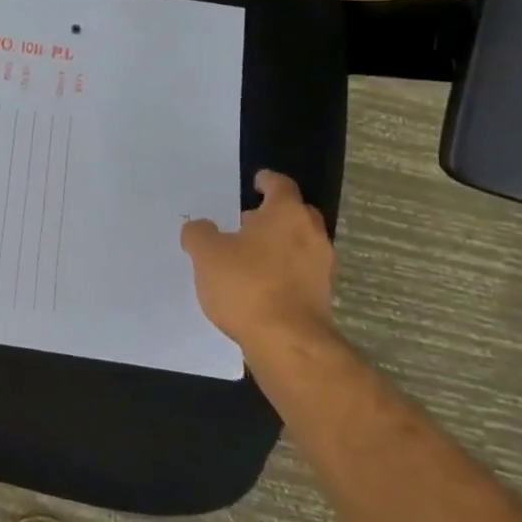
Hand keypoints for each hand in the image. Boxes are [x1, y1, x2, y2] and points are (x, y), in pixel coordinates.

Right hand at [181, 170, 335, 354]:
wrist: (287, 340)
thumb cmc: (246, 284)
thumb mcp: (206, 253)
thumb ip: (199, 233)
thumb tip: (200, 228)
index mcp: (286, 214)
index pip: (281, 185)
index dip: (267, 181)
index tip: (256, 181)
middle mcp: (311, 234)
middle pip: (296, 213)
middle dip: (274, 214)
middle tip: (248, 220)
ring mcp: (322, 266)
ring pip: (301, 243)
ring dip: (280, 244)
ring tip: (249, 255)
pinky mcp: (322, 295)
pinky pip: (301, 271)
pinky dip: (284, 270)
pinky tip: (261, 283)